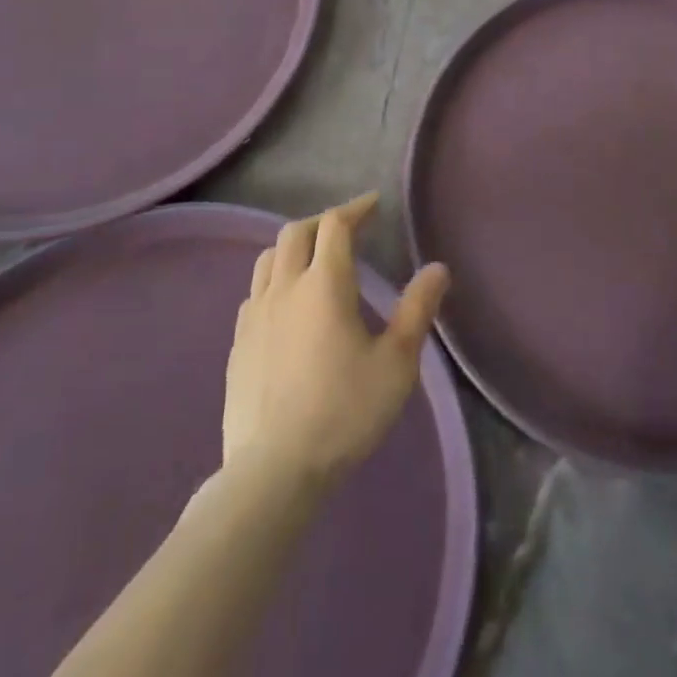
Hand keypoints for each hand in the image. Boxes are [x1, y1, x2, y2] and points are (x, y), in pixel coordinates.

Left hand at [222, 193, 450, 490]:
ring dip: (294, 247)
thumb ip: (417, 309)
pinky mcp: (238, 344)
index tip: (373, 204)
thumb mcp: (396, 363)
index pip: (335, 225)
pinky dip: (275, 280)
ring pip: (268, 259)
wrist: (273, 471)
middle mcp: (284, 289)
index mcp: (324, 285)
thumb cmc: (344, 412)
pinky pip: (254, 293)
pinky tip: (287, 304)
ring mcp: (254, 316)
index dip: (355, 208)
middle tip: (348, 228)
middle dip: (323, 221)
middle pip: (295, 233)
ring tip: (315, 259)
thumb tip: (438, 268)